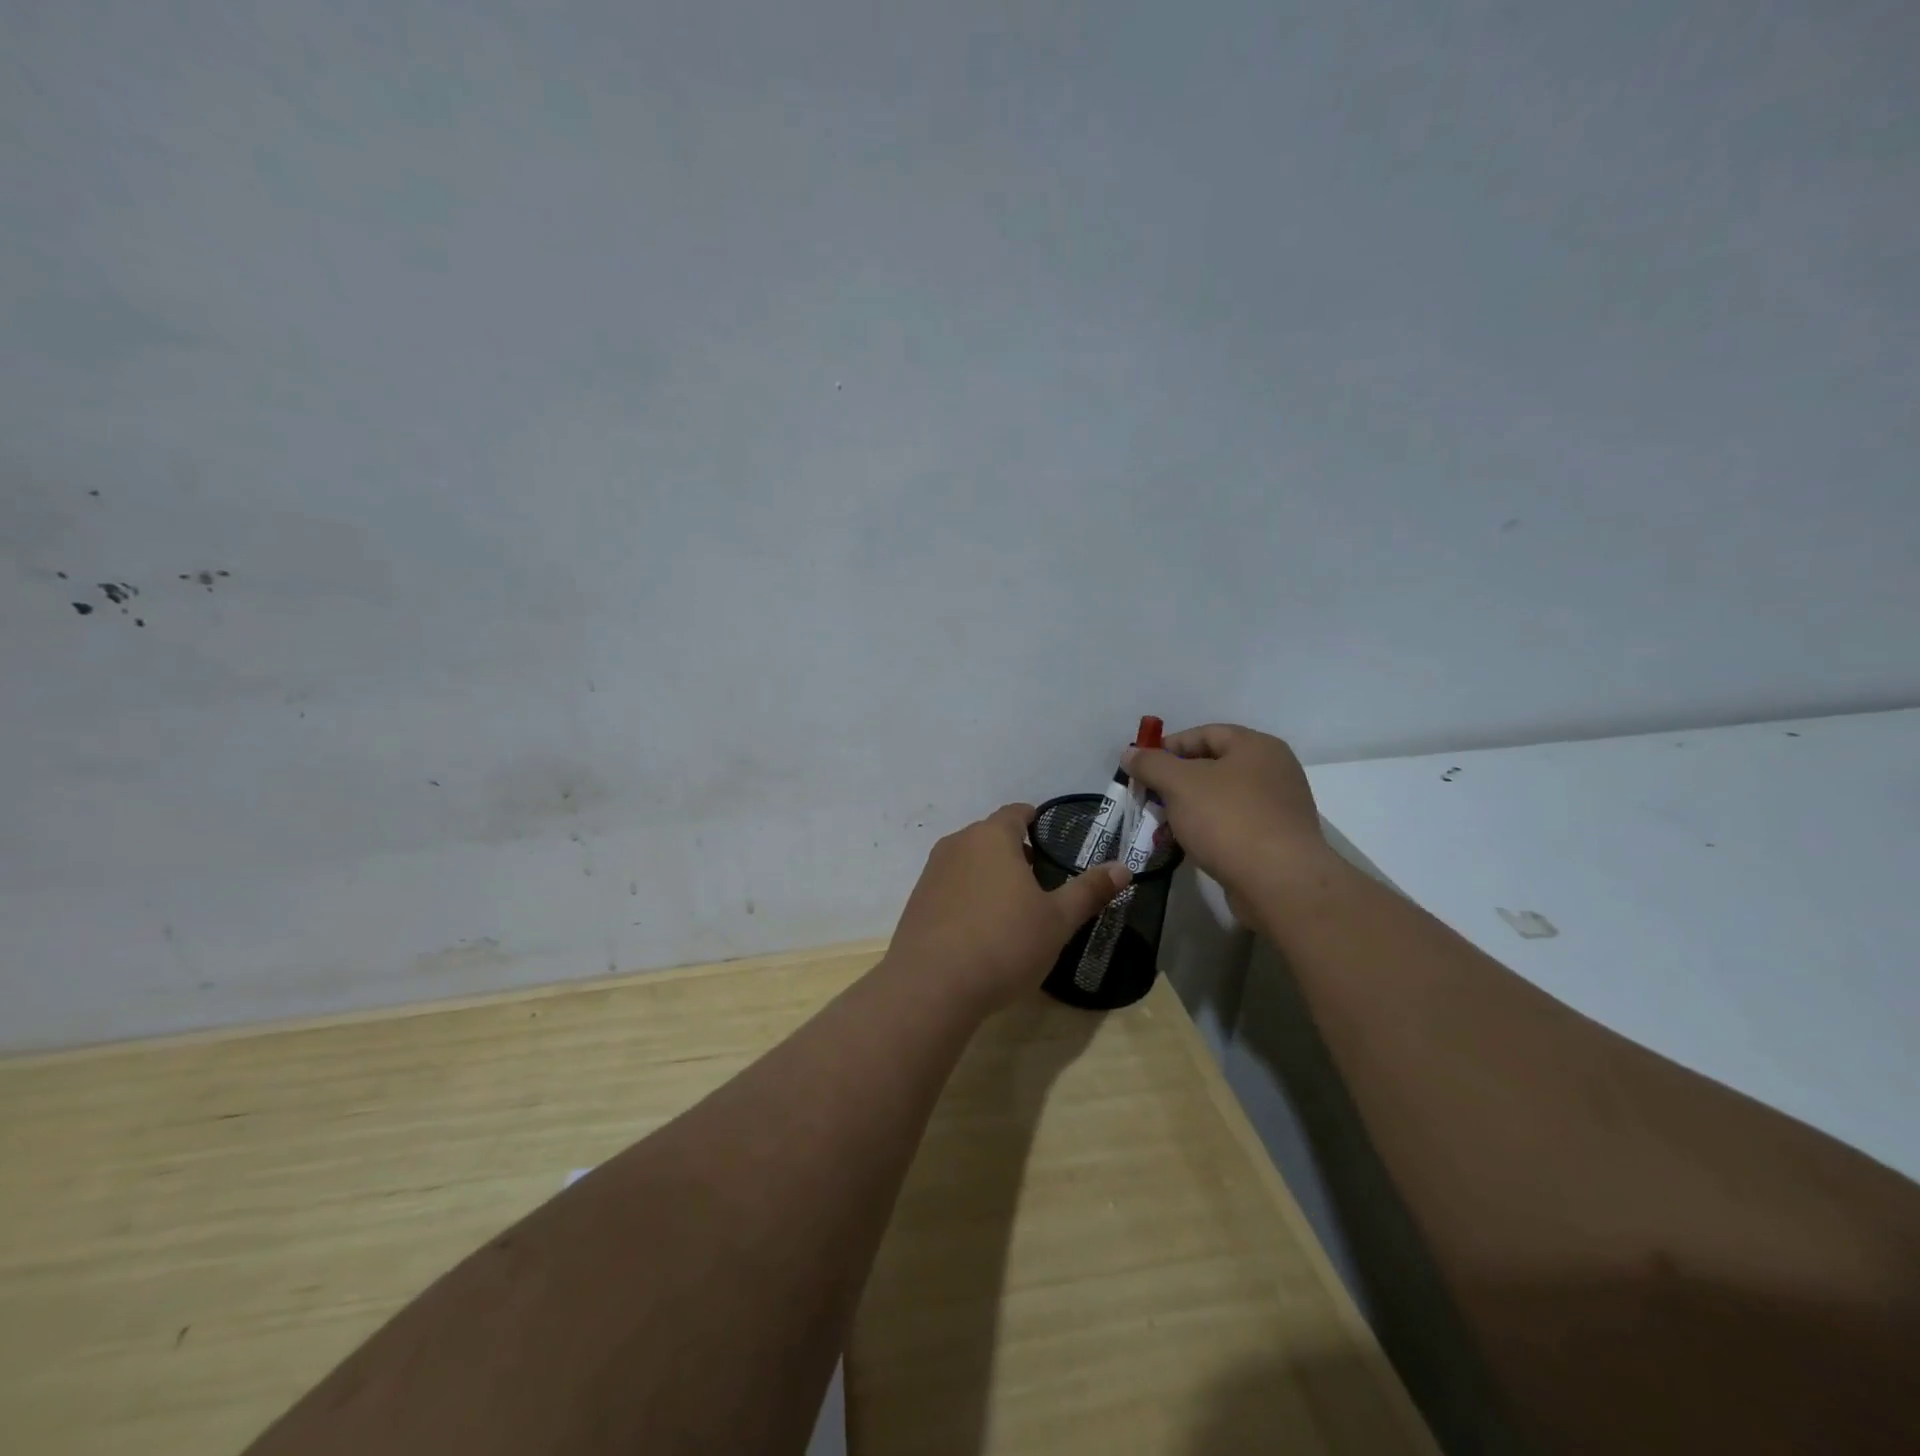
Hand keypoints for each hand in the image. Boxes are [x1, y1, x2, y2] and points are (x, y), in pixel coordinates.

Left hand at [886, 804, 1129, 1011]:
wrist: (931, 986)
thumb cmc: (1003, 943)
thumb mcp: (1057, 920)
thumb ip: (1089, 891)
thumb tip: (1122, 868)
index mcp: (992, 837)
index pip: (1016, 813)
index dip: (1034, 820)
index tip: (1050, 836)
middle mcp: (958, 844)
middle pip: (990, 836)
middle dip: (1015, 851)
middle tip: (1040, 879)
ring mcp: (932, 872)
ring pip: (969, 861)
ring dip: (990, 874)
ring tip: (1013, 907)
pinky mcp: (917, 901)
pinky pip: (951, 887)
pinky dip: (968, 896)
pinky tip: (981, 929)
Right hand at [1123, 724, 1333, 902]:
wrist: (1279, 882)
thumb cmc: (1228, 819)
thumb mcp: (1179, 784)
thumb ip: (1151, 764)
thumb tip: (1130, 753)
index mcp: (1257, 747)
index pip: (1205, 733)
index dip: (1169, 746)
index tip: (1141, 767)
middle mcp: (1273, 771)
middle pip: (1213, 766)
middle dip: (1175, 781)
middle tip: (1148, 797)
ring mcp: (1278, 808)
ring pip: (1221, 798)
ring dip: (1189, 808)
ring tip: (1161, 824)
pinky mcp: (1276, 841)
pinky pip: (1233, 825)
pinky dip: (1208, 830)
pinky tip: (1188, 845)